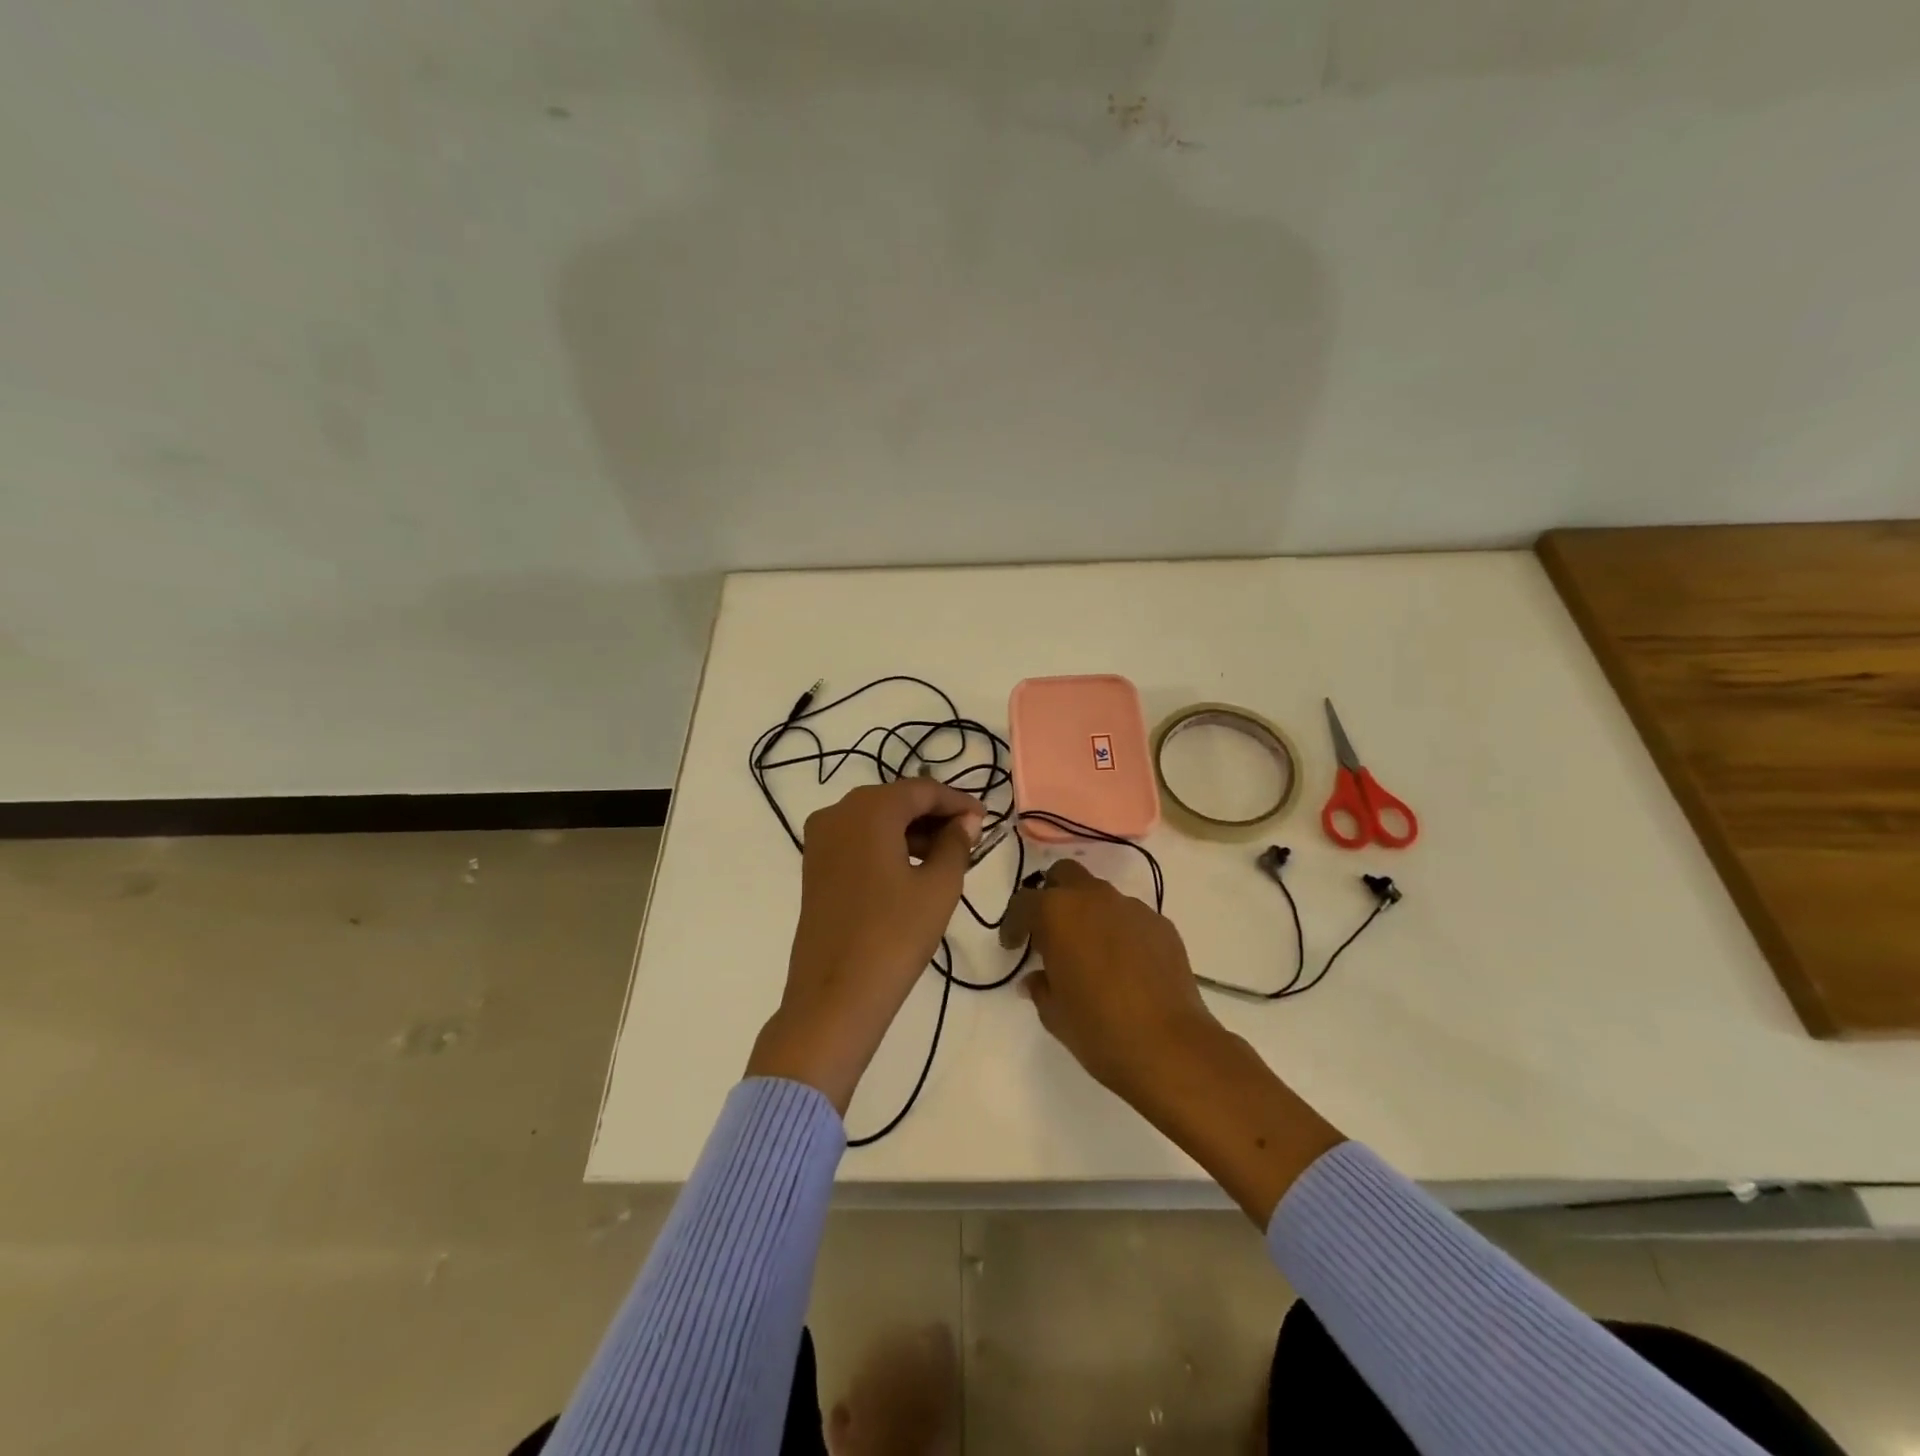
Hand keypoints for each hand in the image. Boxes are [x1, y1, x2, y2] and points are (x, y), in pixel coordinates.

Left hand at [747, 779, 983, 1112]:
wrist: (835, 995)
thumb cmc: (895, 935)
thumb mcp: (938, 886)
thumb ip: (956, 843)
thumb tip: (965, 820)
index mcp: (869, 809)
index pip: (922, 790)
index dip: (957, 801)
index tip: (985, 819)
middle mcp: (838, 812)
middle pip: (896, 800)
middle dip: (934, 815)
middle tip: (969, 838)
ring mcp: (820, 839)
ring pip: (875, 819)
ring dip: (911, 830)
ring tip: (946, 857)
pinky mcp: (814, 865)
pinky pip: (857, 839)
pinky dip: (886, 845)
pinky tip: (911, 868)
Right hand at [1022, 859, 1224, 1106]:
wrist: (1170, 1046)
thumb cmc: (1099, 1029)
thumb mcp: (1054, 1013)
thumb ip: (1040, 987)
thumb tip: (1036, 979)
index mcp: (1057, 913)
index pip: (1023, 903)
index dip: (1013, 924)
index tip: (1013, 946)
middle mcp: (1094, 898)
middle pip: (1065, 875)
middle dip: (1052, 895)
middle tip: (1049, 931)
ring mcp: (1132, 908)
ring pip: (1101, 895)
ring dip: (1088, 913)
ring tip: (1090, 951)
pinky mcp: (1162, 924)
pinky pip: (1130, 918)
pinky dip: (1119, 931)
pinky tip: (1124, 965)